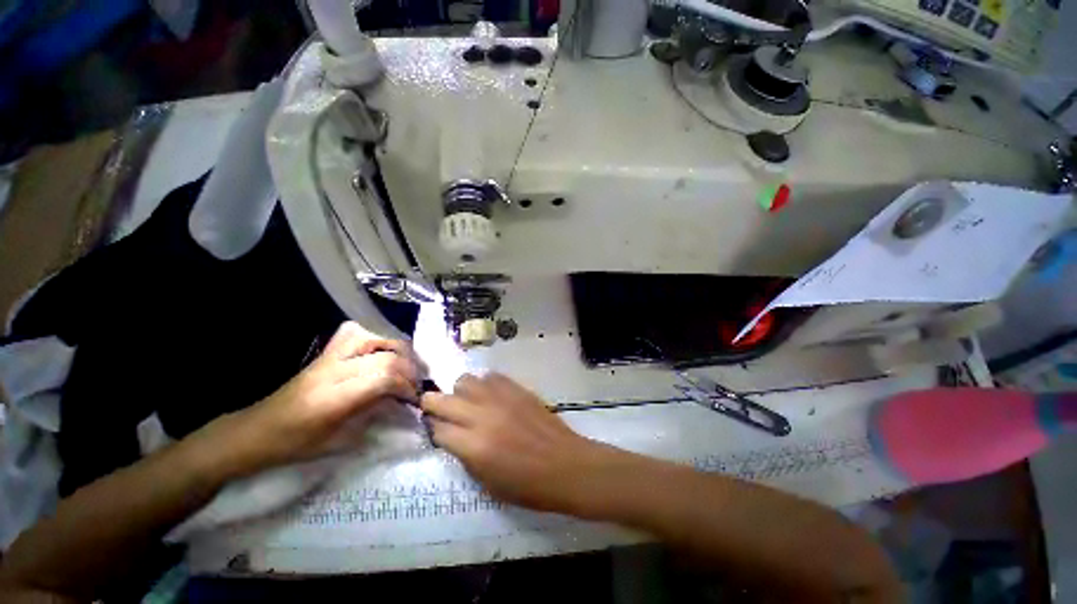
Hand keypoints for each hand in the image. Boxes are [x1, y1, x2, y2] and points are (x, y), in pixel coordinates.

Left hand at [214, 322, 424, 474]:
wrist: (256, 430)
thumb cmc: (295, 444)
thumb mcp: (338, 443)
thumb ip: (373, 418)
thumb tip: (402, 405)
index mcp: (334, 398)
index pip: (384, 379)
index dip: (406, 387)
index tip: (414, 399)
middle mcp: (333, 370)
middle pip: (385, 356)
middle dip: (409, 369)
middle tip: (415, 384)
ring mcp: (328, 357)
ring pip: (372, 337)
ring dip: (396, 348)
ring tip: (404, 364)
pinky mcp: (326, 352)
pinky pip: (354, 333)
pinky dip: (374, 337)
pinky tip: (380, 350)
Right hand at [421, 373, 613, 514]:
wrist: (565, 464)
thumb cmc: (527, 485)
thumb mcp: (487, 483)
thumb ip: (465, 455)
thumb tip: (452, 436)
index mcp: (474, 446)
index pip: (438, 429)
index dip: (433, 430)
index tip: (436, 430)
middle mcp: (482, 416)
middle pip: (442, 400)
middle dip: (433, 404)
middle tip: (437, 410)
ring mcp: (501, 398)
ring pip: (465, 380)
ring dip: (461, 392)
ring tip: (469, 402)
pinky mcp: (517, 388)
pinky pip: (491, 377)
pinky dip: (485, 385)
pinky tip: (492, 397)